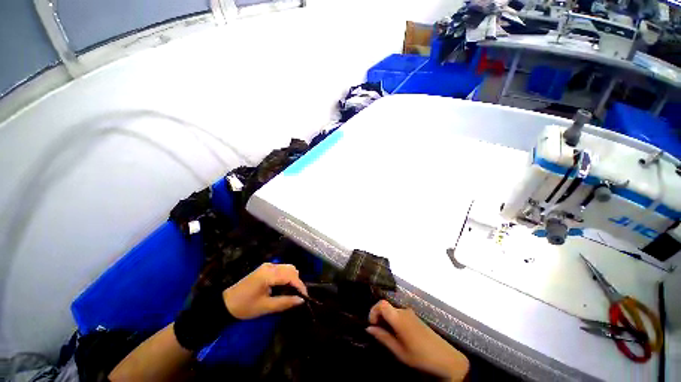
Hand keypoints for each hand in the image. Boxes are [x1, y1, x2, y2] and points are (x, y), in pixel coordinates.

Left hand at [223, 263, 307, 319]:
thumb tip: (301, 300)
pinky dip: (286, 277)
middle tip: (297, 296)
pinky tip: (284, 287)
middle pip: (291, 269)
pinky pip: (281, 269)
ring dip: (292, 278)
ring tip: (291, 292)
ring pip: (287, 268)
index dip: (300, 285)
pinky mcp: (265, 268)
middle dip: (297, 282)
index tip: (305, 297)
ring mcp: (267, 266)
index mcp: (268, 275)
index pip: (291, 276)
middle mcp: (270, 266)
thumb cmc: (245, 307)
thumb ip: (285, 302)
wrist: (225, 304)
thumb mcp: (265, 307)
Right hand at [367, 300, 469, 380]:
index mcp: (399, 318)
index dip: (373, 311)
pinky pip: (399, 314)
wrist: (445, 357)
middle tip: (377, 332)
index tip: (371, 324)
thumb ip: (383, 337)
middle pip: (386, 306)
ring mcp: (410, 313)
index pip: (381, 304)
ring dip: (385, 319)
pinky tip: (396, 334)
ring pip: (392, 310)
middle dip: (378, 316)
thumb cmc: (420, 356)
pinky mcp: (414, 317)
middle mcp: (404, 311)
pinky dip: (393, 320)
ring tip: (386, 335)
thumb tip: (368, 328)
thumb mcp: (399, 351)